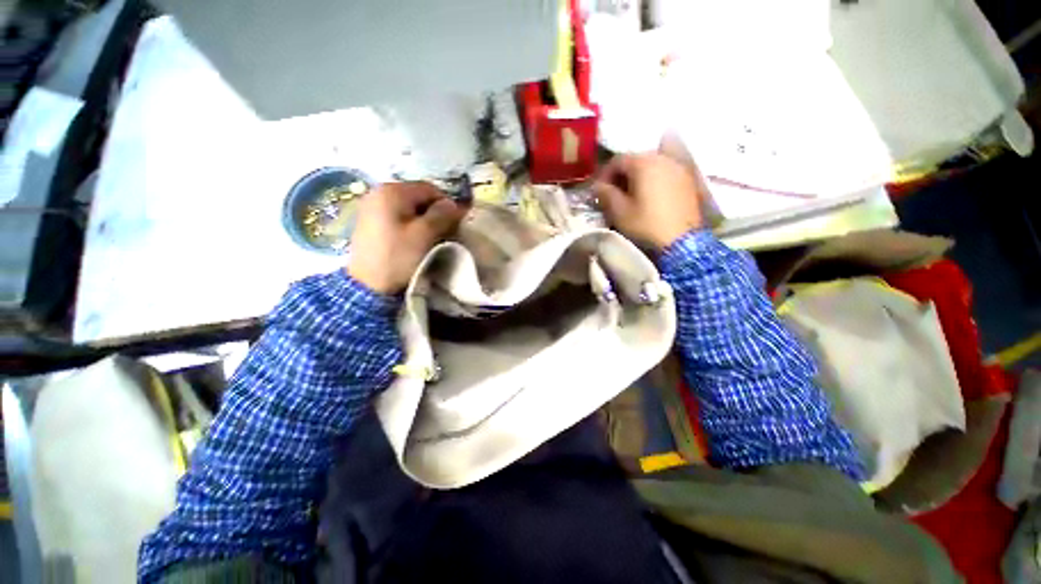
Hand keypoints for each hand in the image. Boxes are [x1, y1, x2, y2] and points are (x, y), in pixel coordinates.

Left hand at [348, 182, 465, 293]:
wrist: (368, 284)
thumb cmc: (398, 256)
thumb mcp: (425, 235)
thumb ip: (442, 215)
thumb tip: (455, 204)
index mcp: (392, 191)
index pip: (430, 189)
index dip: (446, 204)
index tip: (455, 224)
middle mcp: (378, 191)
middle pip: (417, 196)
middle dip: (434, 212)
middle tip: (443, 232)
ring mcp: (370, 206)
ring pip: (407, 206)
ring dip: (422, 219)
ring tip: (429, 237)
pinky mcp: (368, 220)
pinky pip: (396, 215)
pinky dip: (409, 223)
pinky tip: (412, 239)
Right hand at [592, 153, 707, 249]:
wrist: (682, 240)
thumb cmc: (646, 224)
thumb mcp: (618, 211)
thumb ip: (605, 193)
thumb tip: (597, 186)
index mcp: (643, 162)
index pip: (617, 160)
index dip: (604, 174)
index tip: (598, 192)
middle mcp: (662, 158)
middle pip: (636, 159)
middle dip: (621, 175)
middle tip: (614, 193)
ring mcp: (679, 167)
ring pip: (651, 165)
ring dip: (638, 177)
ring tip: (631, 195)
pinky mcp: (688, 179)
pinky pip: (665, 172)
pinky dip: (653, 180)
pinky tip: (649, 196)